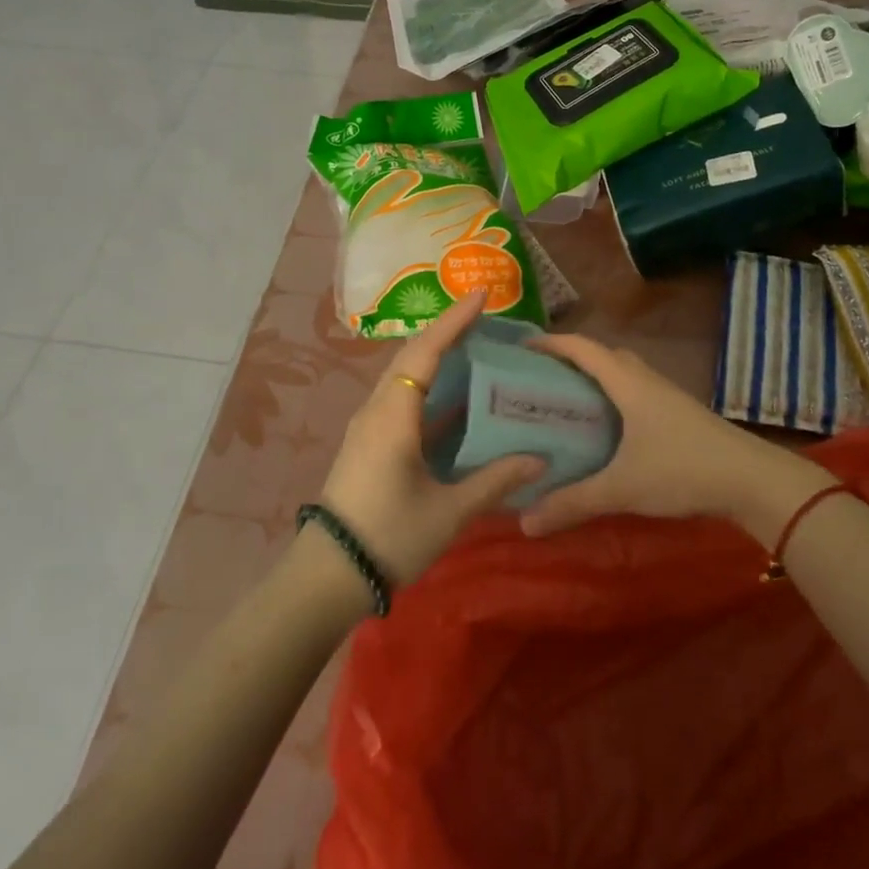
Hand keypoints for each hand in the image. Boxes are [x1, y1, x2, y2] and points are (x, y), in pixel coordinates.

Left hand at [318, 289, 544, 584]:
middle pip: (412, 356)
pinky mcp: (370, 444)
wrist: (329, 575)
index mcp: (394, 415)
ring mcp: (370, 427)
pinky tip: (458, 400)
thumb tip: (540, 459)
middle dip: (447, 331)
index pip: (426, 351)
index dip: (455, 320)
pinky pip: (403, 401)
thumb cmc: (390, 536)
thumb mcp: (449, 511)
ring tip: (477, 350)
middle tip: (485, 318)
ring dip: (437, 358)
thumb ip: (494, 480)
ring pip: (405, 378)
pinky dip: (430, 390)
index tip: (483, 293)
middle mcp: (378, 410)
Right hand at [519, 334, 829, 545]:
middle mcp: (646, 379)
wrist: (753, 480)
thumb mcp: (622, 488)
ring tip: (566, 404)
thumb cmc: (683, 470)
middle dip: (570, 361)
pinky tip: (606, 430)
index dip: (551, 343)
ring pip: (623, 374)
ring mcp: (666, 396)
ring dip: (595, 379)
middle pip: (603, 356)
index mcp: (627, 382)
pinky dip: (614, 398)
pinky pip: (636, 392)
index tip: (521, 350)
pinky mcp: (679, 415)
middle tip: (539, 381)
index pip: (582, 348)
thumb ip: (573, 503)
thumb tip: (524, 523)